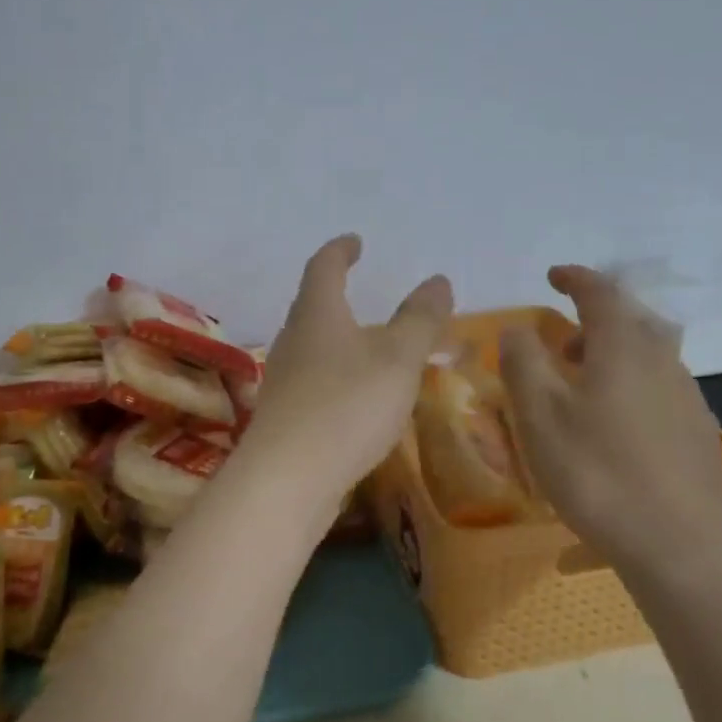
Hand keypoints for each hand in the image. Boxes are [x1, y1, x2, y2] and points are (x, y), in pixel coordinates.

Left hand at [240, 235, 453, 503]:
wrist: (287, 479)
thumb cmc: (347, 406)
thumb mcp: (397, 358)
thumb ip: (420, 319)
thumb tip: (437, 280)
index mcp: (317, 314)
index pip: (324, 266)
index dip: (340, 250)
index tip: (355, 242)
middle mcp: (293, 340)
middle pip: (314, 306)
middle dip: (340, 297)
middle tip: (366, 295)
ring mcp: (283, 380)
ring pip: (315, 347)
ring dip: (342, 340)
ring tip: (373, 348)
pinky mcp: (285, 417)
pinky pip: (316, 382)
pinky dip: (339, 376)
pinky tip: (358, 398)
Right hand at [500, 266, 721, 573]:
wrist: (684, 547)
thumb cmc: (599, 473)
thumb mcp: (540, 416)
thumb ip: (523, 363)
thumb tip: (517, 328)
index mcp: (623, 347)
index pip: (600, 293)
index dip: (574, 278)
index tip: (552, 275)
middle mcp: (662, 361)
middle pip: (631, 321)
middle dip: (594, 319)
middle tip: (561, 339)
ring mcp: (686, 398)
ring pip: (647, 356)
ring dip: (611, 355)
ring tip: (579, 385)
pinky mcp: (696, 433)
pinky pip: (657, 389)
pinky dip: (628, 387)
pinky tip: (610, 428)